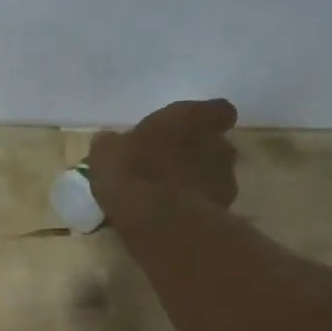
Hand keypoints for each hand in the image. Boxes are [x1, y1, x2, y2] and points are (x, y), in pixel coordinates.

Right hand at [87, 99, 240, 219]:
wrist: (157, 220)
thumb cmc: (131, 171)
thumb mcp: (106, 152)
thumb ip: (114, 143)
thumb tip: (109, 141)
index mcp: (192, 118)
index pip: (218, 110)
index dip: (206, 120)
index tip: (188, 130)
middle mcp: (217, 143)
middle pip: (215, 144)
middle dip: (197, 153)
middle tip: (169, 165)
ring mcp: (225, 178)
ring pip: (214, 175)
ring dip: (196, 181)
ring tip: (169, 195)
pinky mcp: (223, 209)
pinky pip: (210, 203)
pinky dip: (196, 206)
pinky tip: (173, 216)